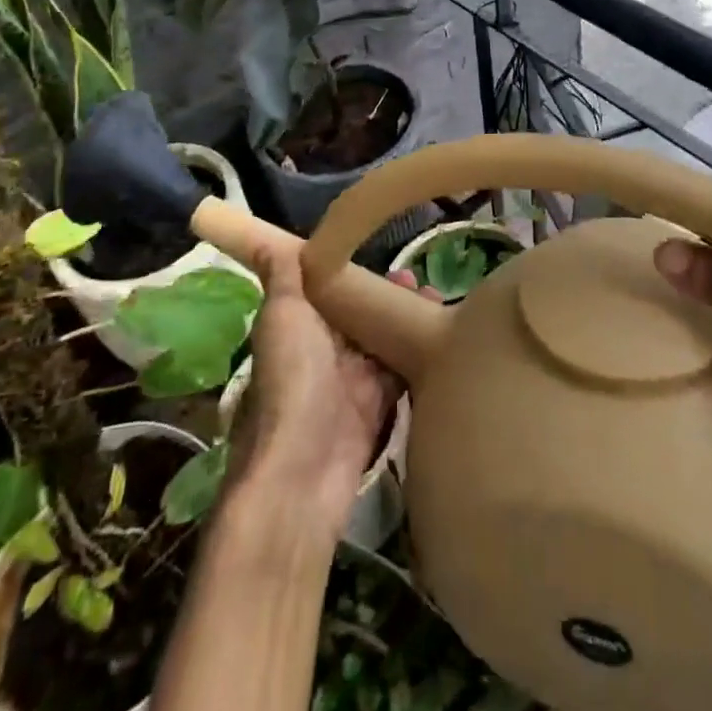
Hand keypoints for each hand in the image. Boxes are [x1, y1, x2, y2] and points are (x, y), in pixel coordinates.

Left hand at [224, 241, 408, 538]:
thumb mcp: (282, 316)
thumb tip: (269, 241)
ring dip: (406, 319)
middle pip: (359, 316)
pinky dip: (418, 352)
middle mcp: (323, 353)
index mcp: (298, 329)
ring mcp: (351, 383)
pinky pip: (400, 373)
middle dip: (386, 294)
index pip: (327, 292)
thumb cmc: (291, 380)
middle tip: (417, 277)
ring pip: (383, 341)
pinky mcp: (377, 408)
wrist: (304, 469)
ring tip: (435, 296)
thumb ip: (284, 278)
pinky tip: (442, 334)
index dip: (352, 270)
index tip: (380, 249)